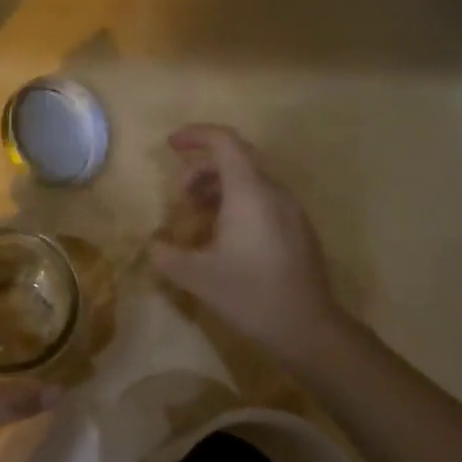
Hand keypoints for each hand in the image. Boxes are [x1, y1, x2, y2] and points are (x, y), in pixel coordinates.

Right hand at [148, 124, 344, 364]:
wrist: (308, 327)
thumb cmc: (250, 294)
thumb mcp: (196, 277)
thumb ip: (166, 255)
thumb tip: (153, 246)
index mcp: (249, 192)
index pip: (224, 141)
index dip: (195, 135)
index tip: (170, 145)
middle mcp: (273, 192)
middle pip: (236, 158)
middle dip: (201, 168)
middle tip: (180, 196)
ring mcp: (290, 209)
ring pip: (251, 179)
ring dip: (218, 187)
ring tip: (197, 215)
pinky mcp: (298, 228)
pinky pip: (263, 198)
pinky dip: (237, 202)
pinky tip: (224, 235)